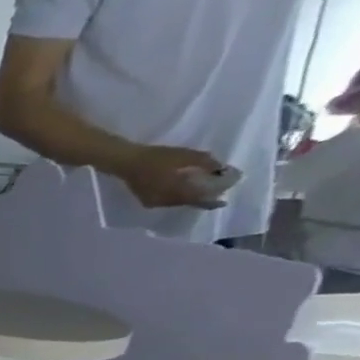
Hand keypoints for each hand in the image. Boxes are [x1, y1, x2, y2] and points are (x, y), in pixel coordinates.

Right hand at [113, 144, 231, 210]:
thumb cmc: (158, 157)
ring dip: (193, 197)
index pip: (205, 197)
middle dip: (207, 196)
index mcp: (180, 191)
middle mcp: (170, 202)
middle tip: (218, 189)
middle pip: (193, 202)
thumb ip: (207, 163)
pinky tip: (181, 190)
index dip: (219, 194)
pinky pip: (169, 202)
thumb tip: (222, 169)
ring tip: (203, 189)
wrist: (128, 162)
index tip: (231, 189)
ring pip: (181, 203)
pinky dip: (179, 197)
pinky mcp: (149, 202)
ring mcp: (158, 203)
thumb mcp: (186, 155)